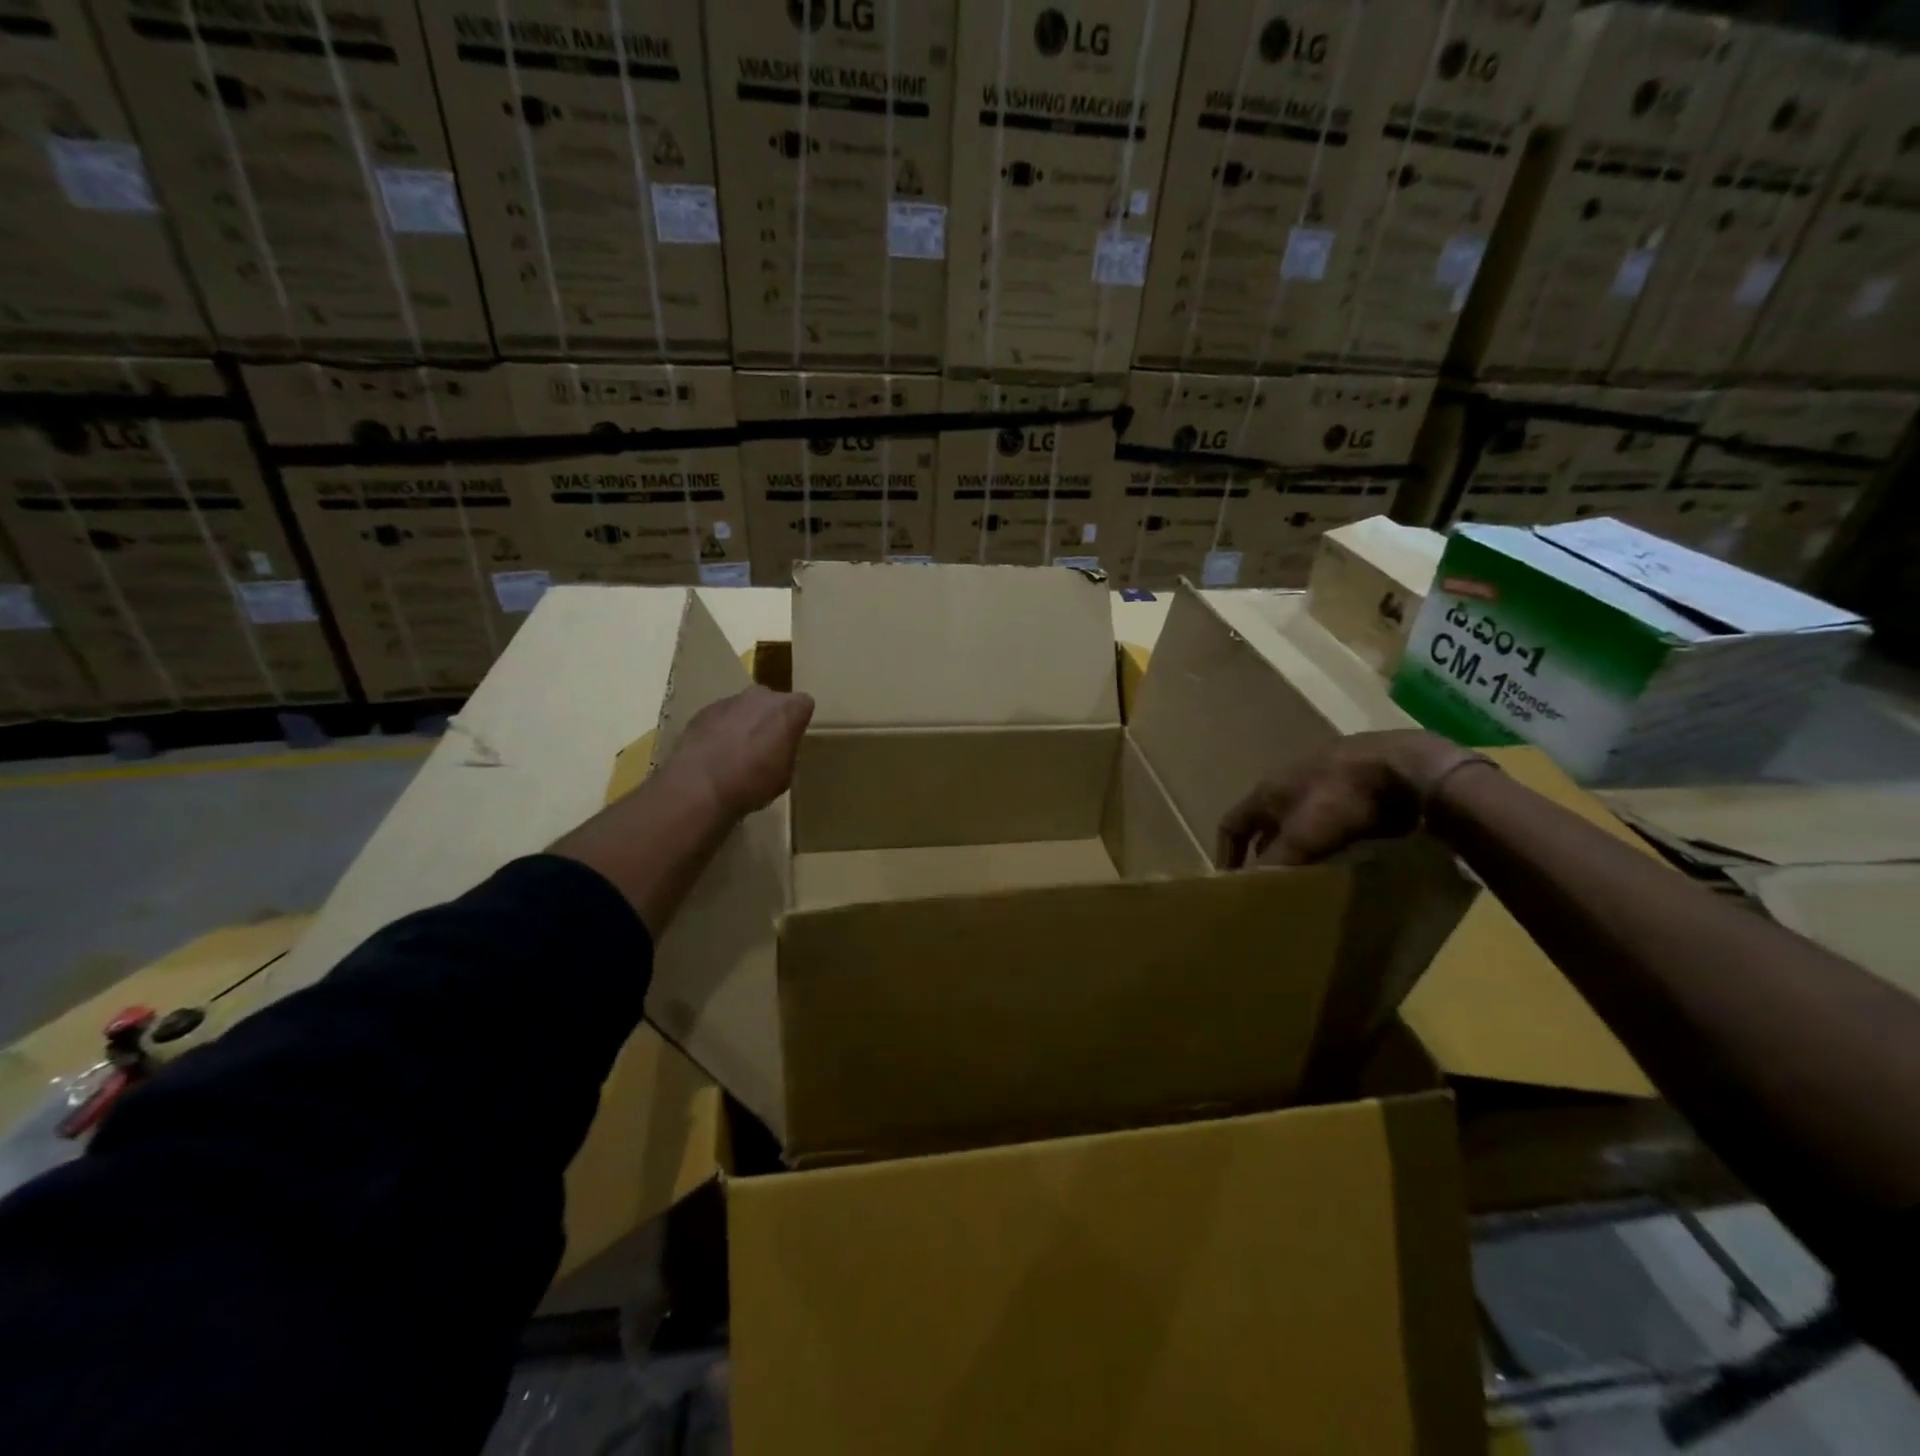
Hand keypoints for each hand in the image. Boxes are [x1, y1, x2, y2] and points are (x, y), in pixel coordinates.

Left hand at [662, 686, 814, 816]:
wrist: (700, 785)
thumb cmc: (753, 783)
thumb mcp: (785, 775)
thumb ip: (786, 752)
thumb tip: (779, 750)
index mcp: (788, 709)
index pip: (803, 705)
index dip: (798, 723)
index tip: (791, 741)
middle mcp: (761, 696)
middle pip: (772, 701)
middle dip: (770, 718)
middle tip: (764, 746)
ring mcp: (730, 700)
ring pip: (745, 707)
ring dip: (744, 723)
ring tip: (735, 753)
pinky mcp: (704, 710)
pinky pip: (721, 717)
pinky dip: (721, 730)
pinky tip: (715, 754)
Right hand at [1216, 729, 1482, 868]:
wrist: (1403, 768)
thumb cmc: (1339, 798)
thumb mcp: (1301, 836)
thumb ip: (1274, 862)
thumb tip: (1251, 889)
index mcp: (1267, 790)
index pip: (1231, 824)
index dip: (1227, 853)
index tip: (1232, 883)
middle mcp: (1288, 784)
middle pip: (1267, 824)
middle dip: (1267, 854)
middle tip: (1273, 886)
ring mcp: (1324, 784)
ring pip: (1301, 823)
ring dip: (1300, 848)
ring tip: (1308, 878)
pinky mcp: (1356, 791)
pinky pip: (1332, 823)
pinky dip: (1330, 842)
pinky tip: (1343, 861)